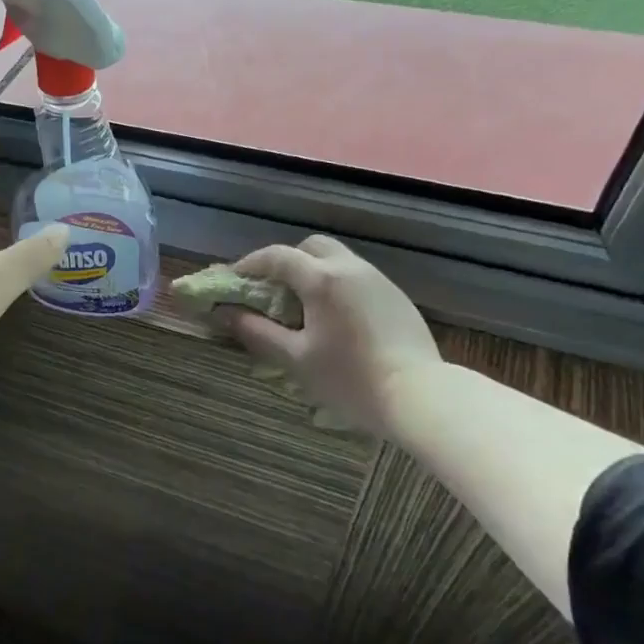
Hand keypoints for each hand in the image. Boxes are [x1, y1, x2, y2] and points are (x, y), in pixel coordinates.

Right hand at [216, 236, 441, 436]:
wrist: (420, 396)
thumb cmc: (349, 378)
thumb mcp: (295, 358)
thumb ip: (257, 332)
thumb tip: (224, 314)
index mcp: (322, 279)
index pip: (277, 256)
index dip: (250, 264)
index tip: (233, 279)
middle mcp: (351, 268)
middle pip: (311, 247)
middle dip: (286, 261)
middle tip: (271, 290)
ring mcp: (379, 280)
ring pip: (338, 259)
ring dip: (313, 272)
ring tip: (302, 307)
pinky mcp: (397, 296)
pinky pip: (358, 277)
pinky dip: (337, 286)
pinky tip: (336, 320)